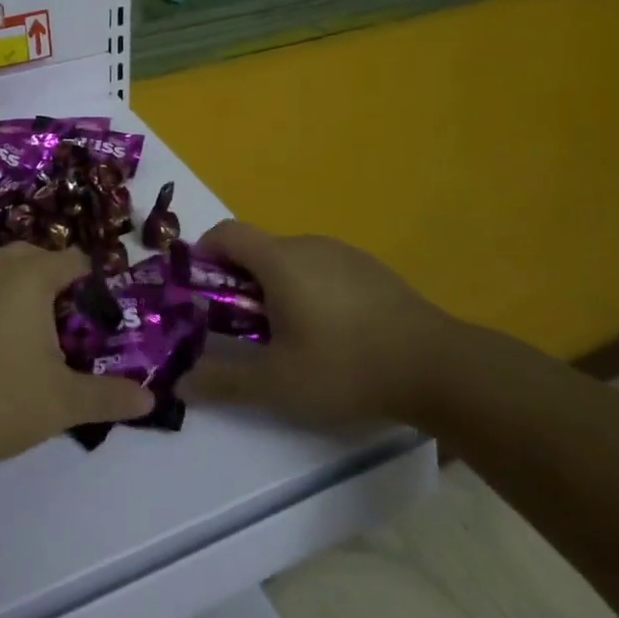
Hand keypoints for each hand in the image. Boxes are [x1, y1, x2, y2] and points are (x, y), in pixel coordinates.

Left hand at [0, 244, 155, 478]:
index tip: (99, 321)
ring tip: (25, 344)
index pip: (73, 261)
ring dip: (15, 296)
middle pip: (33, 258)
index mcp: (30, 277)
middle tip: (64, 329)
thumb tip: (150, 401)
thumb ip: (109, 397)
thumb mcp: (61, 404)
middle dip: (53, 283)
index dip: (92, 285)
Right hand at [185, 221, 455, 427]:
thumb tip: (180, 382)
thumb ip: (224, 381)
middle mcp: (309, 244)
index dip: (202, 254)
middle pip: (257, 249)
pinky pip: (323, 269)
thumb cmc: (346, 367)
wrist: (438, 366)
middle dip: (238, 282)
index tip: (198, 290)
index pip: (226, 233)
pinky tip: (330, 333)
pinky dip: (308, 290)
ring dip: (274, 287)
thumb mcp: (277, 384)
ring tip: (286, 336)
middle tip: (240, 328)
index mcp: (279, 260)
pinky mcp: (371, 269)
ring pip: (292, 260)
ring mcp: (344, 254)